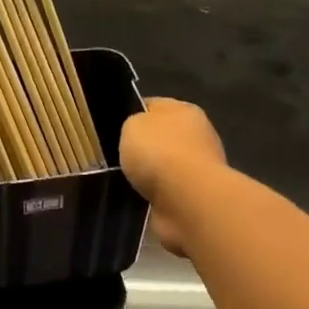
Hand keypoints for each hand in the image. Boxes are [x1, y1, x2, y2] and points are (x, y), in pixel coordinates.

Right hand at [120, 98, 226, 258]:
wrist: (187, 201)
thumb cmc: (160, 153)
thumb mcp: (131, 124)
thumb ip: (132, 124)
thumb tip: (136, 133)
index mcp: (184, 110)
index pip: (152, 106)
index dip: (131, 114)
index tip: (110, 128)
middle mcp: (197, 136)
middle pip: (159, 138)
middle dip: (140, 149)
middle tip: (114, 157)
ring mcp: (199, 169)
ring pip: (161, 168)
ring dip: (146, 176)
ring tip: (123, 181)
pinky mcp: (195, 198)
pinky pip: (164, 193)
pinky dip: (152, 196)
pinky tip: (138, 198)